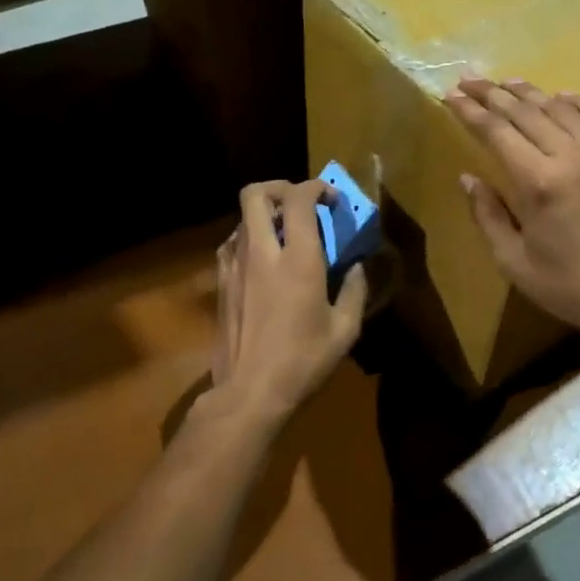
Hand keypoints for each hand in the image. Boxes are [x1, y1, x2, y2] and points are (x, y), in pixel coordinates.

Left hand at [211, 179, 368, 421]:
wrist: (249, 393)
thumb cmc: (303, 363)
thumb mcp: (344, 331)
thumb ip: (355, 291)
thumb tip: (358, 268)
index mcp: (298, 260)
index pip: (298, 199)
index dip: (316, 188)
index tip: (331, 200)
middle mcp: (262, 253)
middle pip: (256, 194)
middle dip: (280, 187)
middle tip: (300, 202)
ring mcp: (235, 266)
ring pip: (241, 217)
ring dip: (264, 214)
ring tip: (284, 232)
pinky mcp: (221, 283)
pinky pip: (230, 244)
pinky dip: (247, 238)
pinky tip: (262, 260)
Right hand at [445, 76, 579, 346]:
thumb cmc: (566, 286)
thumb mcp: (513, 261)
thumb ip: (487, 214)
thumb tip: (468, 177)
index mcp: (539, 183)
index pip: (497, 131)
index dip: (470, 111)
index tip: (450, 95)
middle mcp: (573, 157)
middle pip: (526, 111)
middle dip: (492, 93)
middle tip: (469, 79)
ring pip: (562, 108)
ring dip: (531, 93)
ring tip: (507, 83)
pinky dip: (578, 103)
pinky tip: (562, 97)